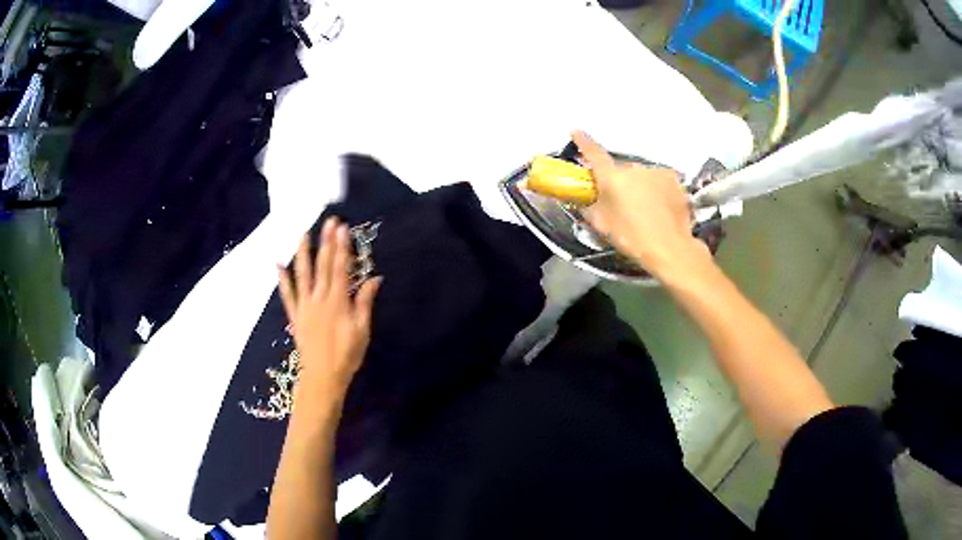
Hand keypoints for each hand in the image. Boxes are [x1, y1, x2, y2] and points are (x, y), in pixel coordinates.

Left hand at [279, 218, 381, 405]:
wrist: (322, 376)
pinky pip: (287, 294)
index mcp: (337, 301)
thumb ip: (365, 303)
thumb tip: (375, 279)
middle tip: (328, 221)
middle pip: (322, 266)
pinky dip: (282, 279)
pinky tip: (279, 265)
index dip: (342, 247)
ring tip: (303, 234)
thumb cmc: (347, 355)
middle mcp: (319, 298)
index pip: (340, 268)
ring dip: (303, 253)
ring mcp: (304, 306)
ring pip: (303, 275)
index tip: (342, 228)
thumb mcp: (362, 330)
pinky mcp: (295, 315)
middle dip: (326, 242)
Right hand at [573, 130, 707, 275]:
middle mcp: (634, 168)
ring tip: (645, 211)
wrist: (670, 248)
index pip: (593, 153)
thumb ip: (588, 207)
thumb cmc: (631, 237)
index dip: (583, 142)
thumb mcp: (601, 225)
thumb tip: (582, 199)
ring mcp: (657, 172)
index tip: (576, 132)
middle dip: (620, 182)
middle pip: (621, 171)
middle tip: (622, 204)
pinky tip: (660, 210)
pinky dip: (658, 192)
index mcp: (612, 176)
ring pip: (642, 177)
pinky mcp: (675, 181)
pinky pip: (660, 183)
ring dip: (640, 187)